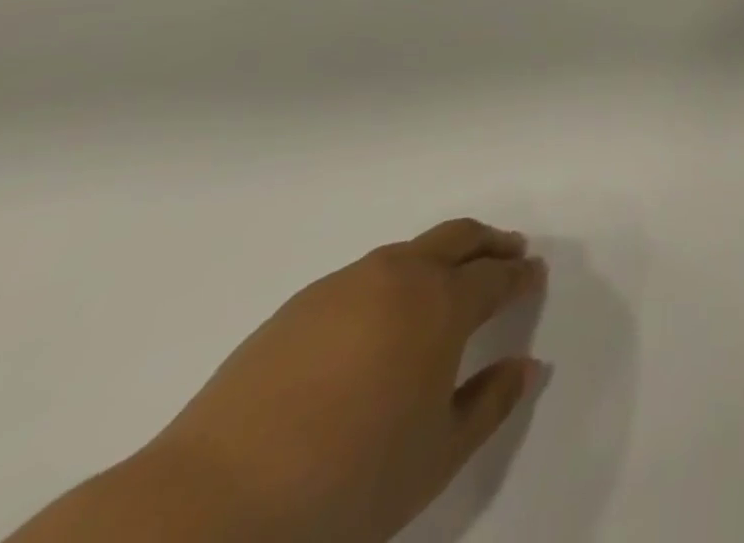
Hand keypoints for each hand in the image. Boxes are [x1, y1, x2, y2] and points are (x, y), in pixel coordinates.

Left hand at [135, 220, 543, 542]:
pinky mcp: (298, 305)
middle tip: (510, 252)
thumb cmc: (345, 484)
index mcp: (441, 304)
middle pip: (459, 236)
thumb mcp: (435, 457)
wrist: (208, 507)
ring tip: (450, 279)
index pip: (496, 276)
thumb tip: (527, 365)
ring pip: (410, 249)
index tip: (534, 276)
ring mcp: (345, 285)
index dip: (520, 275)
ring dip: (442, 254)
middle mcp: (400, 277)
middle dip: (491, 242)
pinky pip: (366, 274)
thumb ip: (490, 403)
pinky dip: (395, 277)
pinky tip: (383, 315)